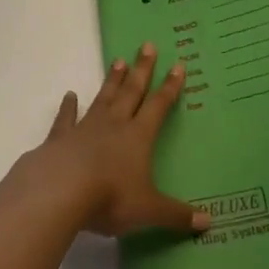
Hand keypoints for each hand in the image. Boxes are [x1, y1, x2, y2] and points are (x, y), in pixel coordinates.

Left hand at [35, 45, 209, 238]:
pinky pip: (66, 118)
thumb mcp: (149, 210)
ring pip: (103, 98)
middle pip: (131, 92)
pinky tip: (69, 96)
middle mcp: (114, 125)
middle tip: (147, 45)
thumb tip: (209, 223)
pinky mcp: (60, 138)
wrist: (60, 191)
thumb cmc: (110, 197)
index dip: (170, 87)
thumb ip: (177, 215)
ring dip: (112, 81)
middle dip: (142, 70)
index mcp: (138, 137)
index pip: (158, 106)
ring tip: (118, 60)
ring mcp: (85, 128)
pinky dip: (68, 107)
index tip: (178, 65)